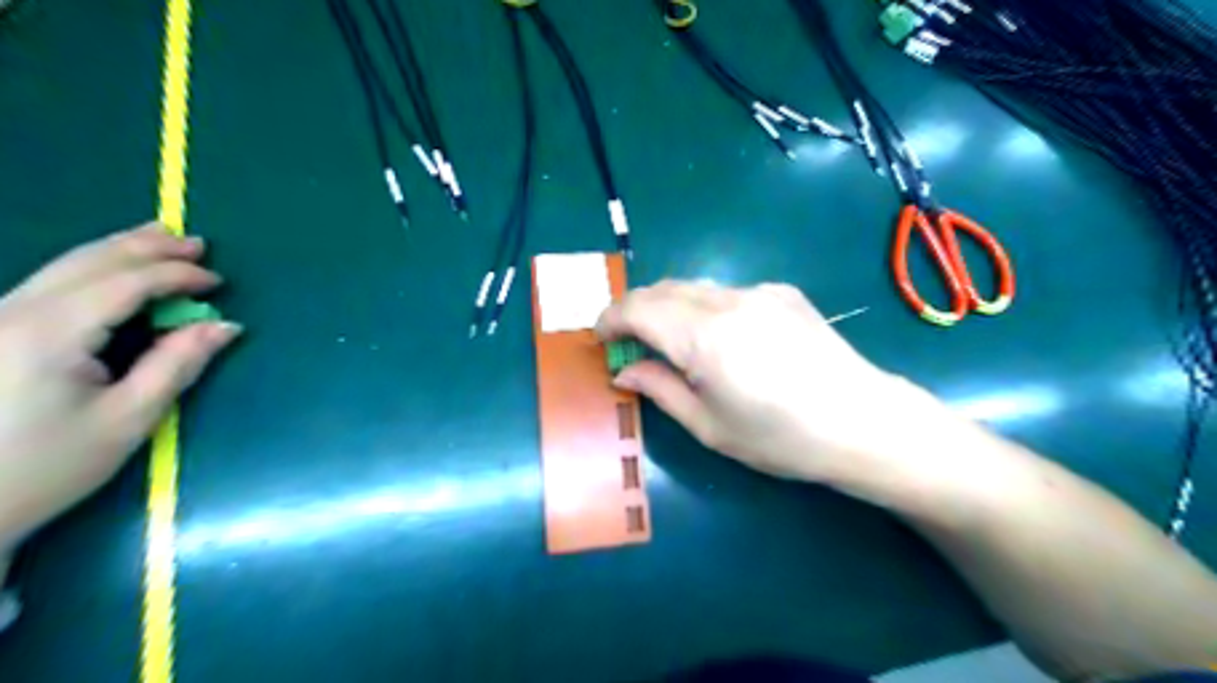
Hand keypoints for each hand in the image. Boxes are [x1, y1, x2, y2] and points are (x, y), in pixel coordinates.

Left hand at [1, 224, 239, 553]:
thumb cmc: (48, 467)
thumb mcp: (129, 419)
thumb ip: (178, 364)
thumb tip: (224, 326)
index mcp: (48, 334)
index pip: (124, 284)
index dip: (176, 275)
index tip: (218, 283)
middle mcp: (11, 313)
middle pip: (88, 262)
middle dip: (146, 248)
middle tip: (197, 243)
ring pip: (63, 267)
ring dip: (118, 250)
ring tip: (160, 239)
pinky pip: (49, 284)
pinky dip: (92, 269)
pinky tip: (113, 269)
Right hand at [596, 283, 945, 489]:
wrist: (863, 421)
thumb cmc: (780, 438)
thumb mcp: (709, 426)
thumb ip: (660, 388)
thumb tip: (625, 371)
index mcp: (704, 337)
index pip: (637, 308)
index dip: (610, 319)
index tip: (601, 339)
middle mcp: (727, 301)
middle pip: (661, 289)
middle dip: (635, 311)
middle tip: (629, 343)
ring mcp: (758, 291)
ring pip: (692, 286)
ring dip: (668, 306)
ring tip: (669, 341)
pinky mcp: (781, 291)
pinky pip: (725, 290)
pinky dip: (703, 306)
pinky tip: (719, 337)